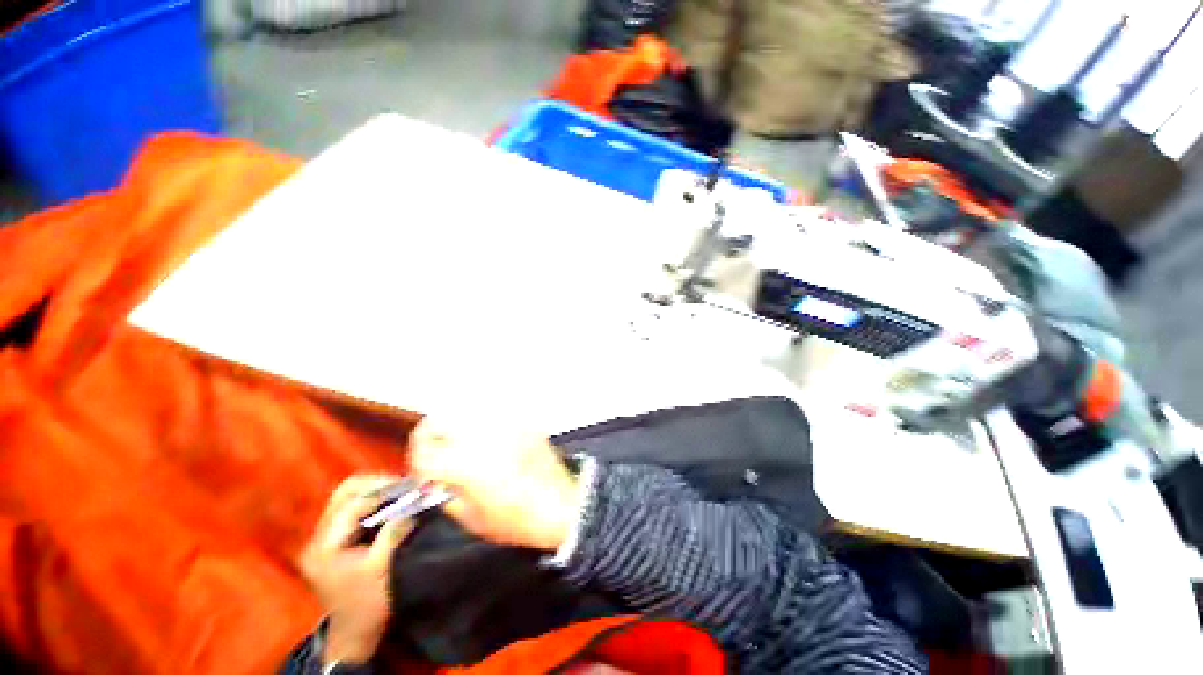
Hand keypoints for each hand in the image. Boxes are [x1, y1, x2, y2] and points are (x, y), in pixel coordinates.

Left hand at [299, 474, 413, 666]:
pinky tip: (393, 504)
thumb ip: (393, 532)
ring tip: (402, 492)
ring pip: (349, 498)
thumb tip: (414, 504)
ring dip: (377, 492)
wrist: (353, 635)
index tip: (410, 485)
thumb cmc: (366, 604)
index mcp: (324, 545)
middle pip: (346, 493)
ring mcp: (325, 538)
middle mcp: (319, 537)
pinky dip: (375, 503)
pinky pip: (354, 510)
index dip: (382, 490)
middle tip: (406, 485)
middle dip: (377, 484)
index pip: (351, 503)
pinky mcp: (336, 542)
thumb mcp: (381, 568)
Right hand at [409, 416, 581, 551]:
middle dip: (430, 437)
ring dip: (455, 426)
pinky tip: (487, 440)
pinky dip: (482, 424)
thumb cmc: (516, 520)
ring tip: (460, 444)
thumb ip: (447, 493)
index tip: (423, 470)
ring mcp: (505, 425)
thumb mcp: (472, 518)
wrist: (561, 506)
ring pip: (465, 411)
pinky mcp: (522, 423)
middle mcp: (483, 437)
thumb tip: (437, 477)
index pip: (424, 451)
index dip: (416, 461)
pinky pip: (492, 414)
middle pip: (439, 421)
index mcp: (466, 464)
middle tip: (435, 452)